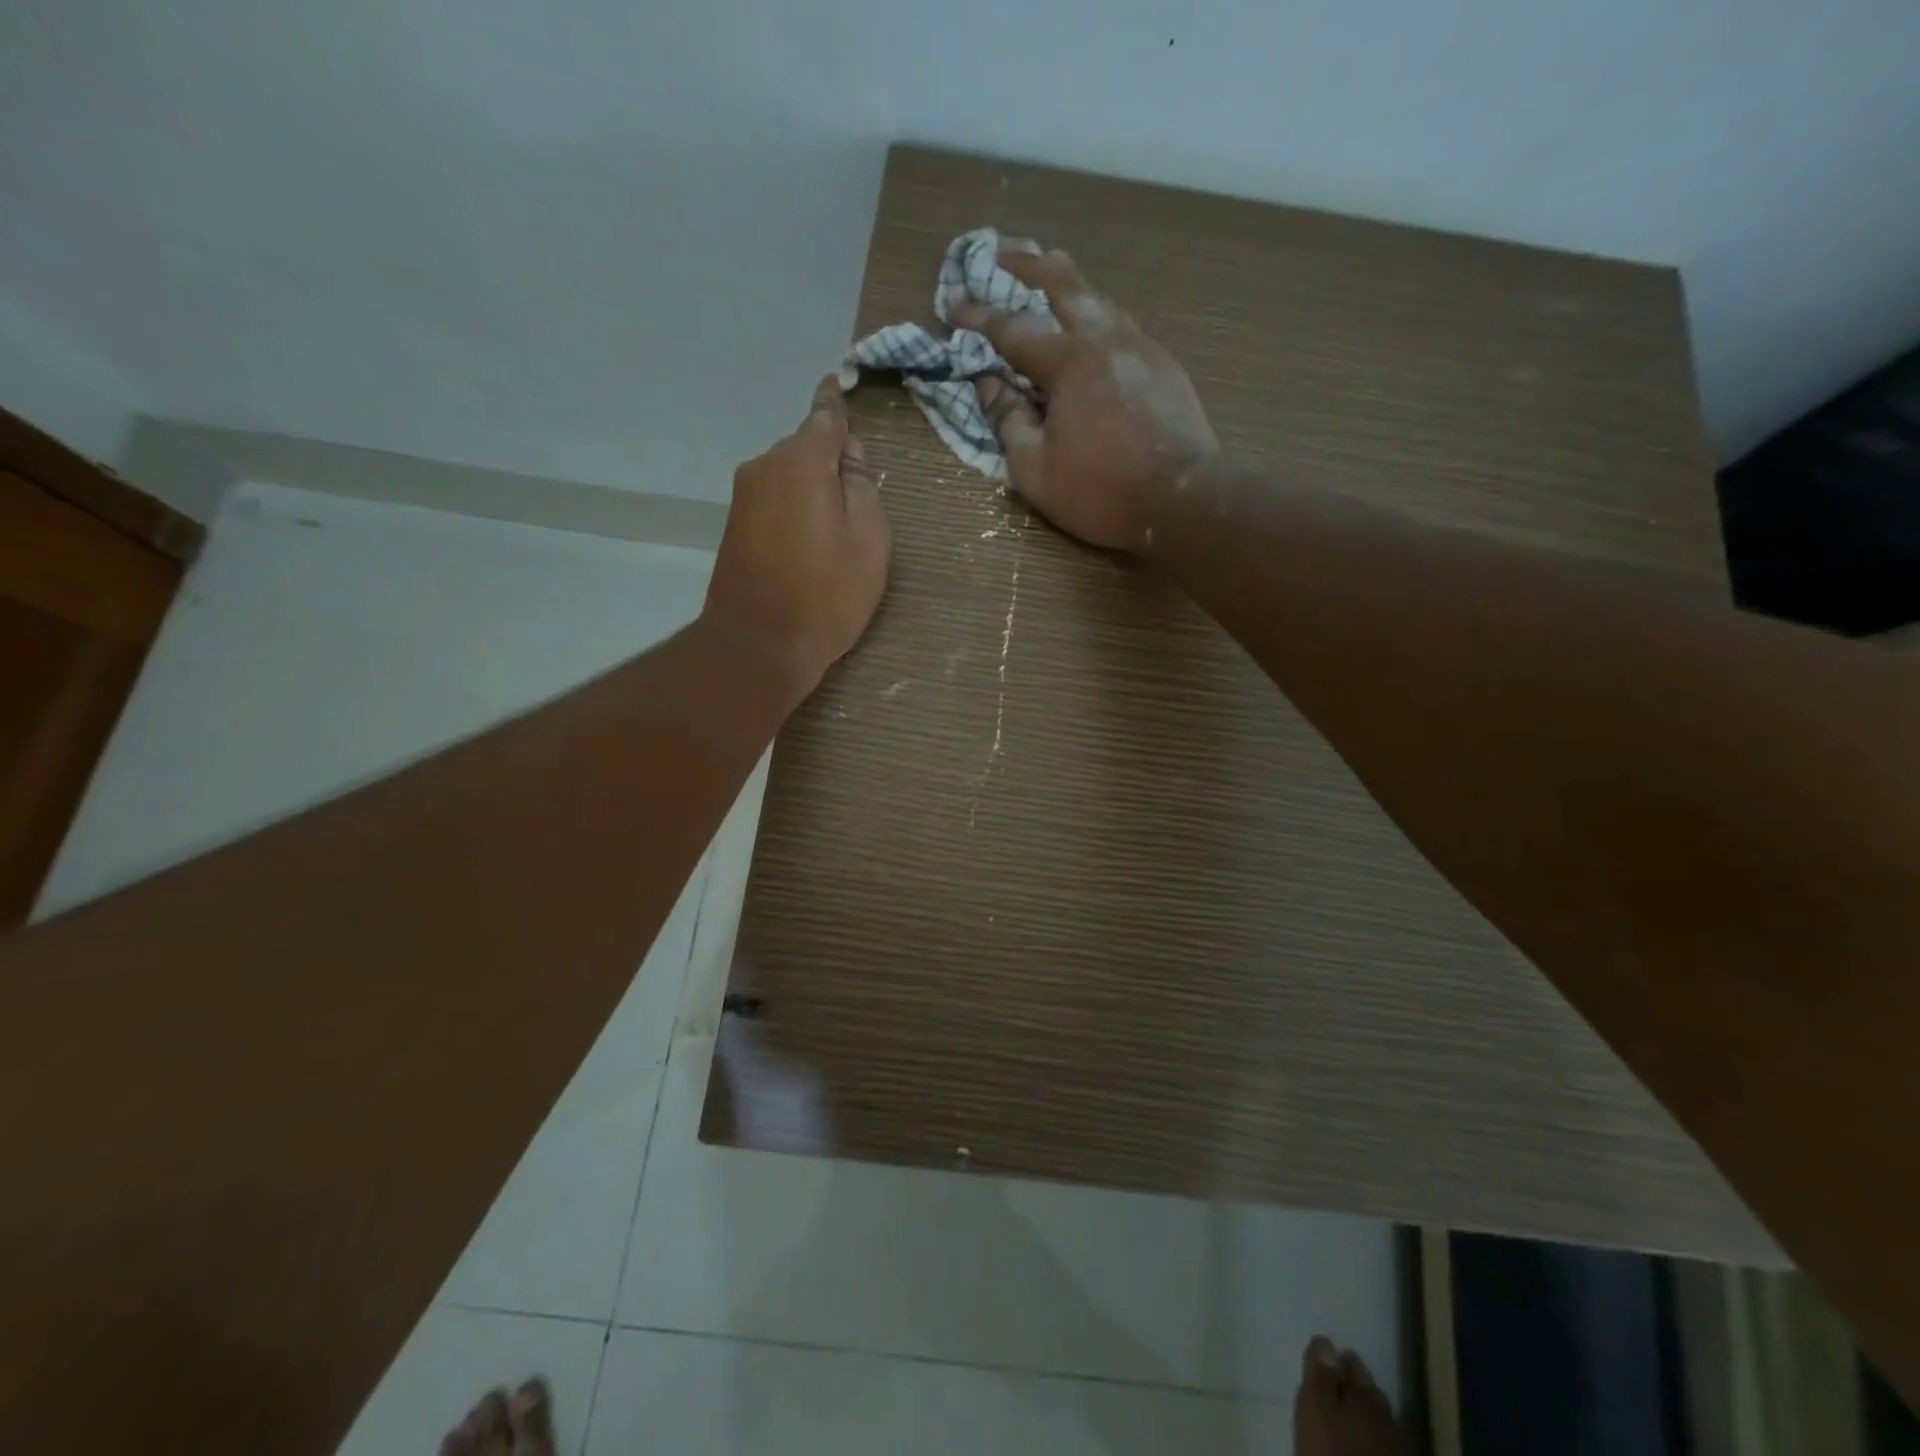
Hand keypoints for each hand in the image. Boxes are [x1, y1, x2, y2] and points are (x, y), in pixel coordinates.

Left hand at [704, 375, 890, 698]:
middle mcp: (764, 468)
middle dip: (831, 460)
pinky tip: (809, 540)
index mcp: (800, 463)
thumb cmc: (826, 594)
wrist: (758, 645)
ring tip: (837, 527)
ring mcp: (744, 498)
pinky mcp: (735, 526)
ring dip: (812, 487)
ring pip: (788, 475)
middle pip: (805, 448)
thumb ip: (863, 488)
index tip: (840, 383)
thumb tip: (848, 457)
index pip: (824, 417)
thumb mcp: (869, 541)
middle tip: (860, 496)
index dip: (837, 403)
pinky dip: (794, 507)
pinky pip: (774, 499)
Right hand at [957, 243, 1217, 553]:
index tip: (953, 307)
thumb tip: (988, 385)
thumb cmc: (1101, 490)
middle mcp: (1106, 340)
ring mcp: (1143, 349)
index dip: (980, 318)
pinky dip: (1100, 318)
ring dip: (1071, 286)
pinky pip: (1124, 328)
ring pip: (1102, 302)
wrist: (1183, 500)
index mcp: (1069, 362)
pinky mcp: (1166, 367)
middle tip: (1005, 249)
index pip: (1013, 330)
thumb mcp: (1036, 469)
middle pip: (1066, 287)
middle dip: (1031, 265)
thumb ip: (1008, 422)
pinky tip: (1096, 328)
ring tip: (1053, 274)